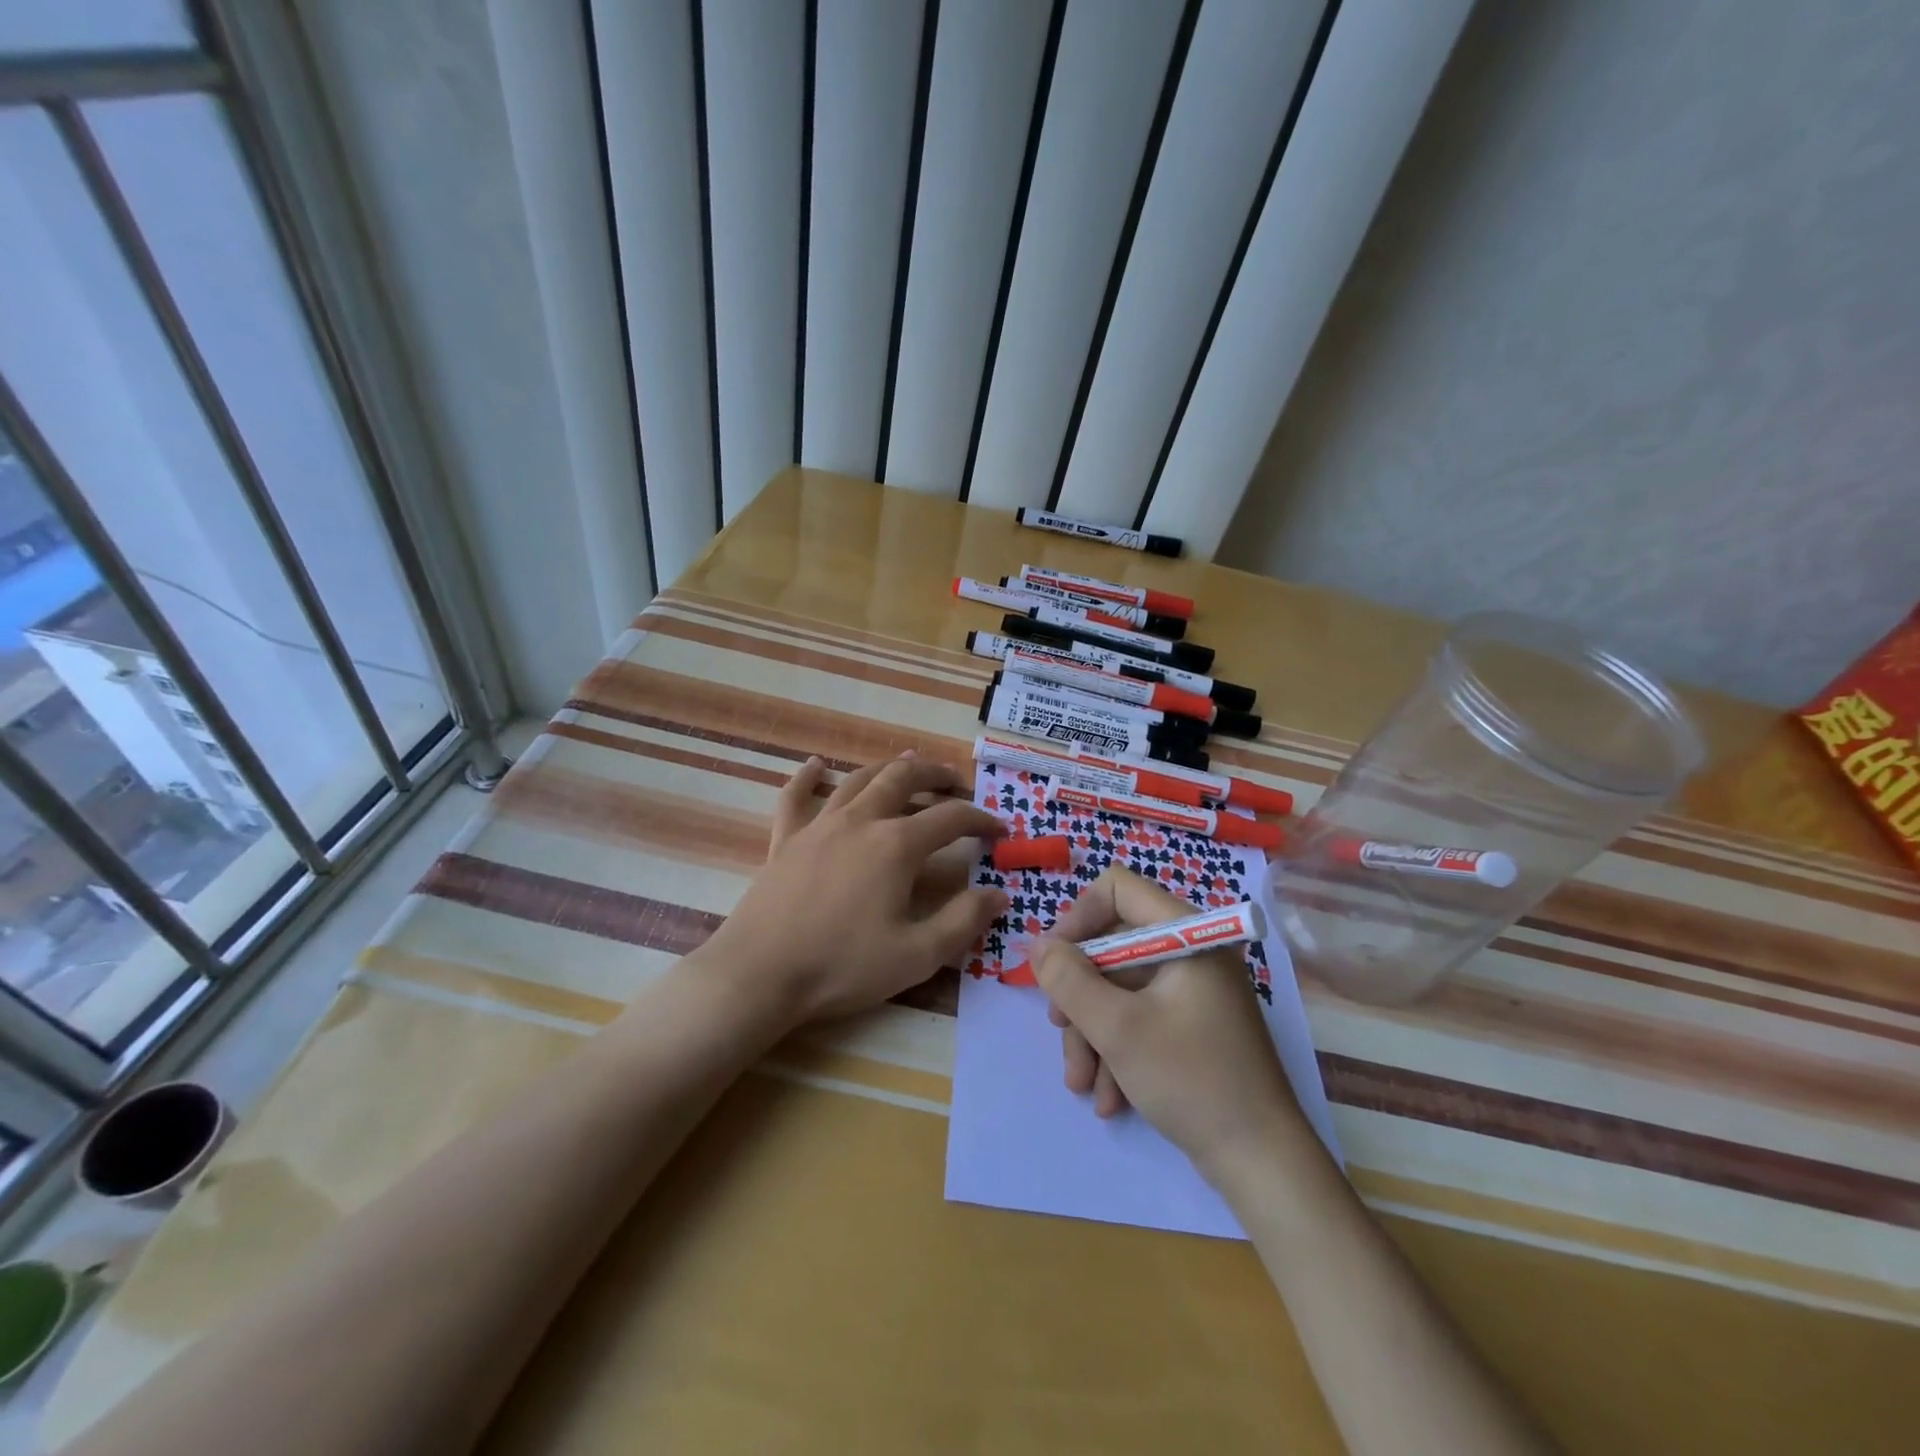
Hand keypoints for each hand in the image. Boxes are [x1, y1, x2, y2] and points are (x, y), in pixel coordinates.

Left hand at [701, 752, 1007, 1024]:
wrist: (760, 975)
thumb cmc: (842, 966)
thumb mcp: (916, 954)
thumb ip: (963, 920)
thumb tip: (999, 892)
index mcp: (896, 845)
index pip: (950, 818)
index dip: (980, 819)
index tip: (999, 829)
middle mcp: (860, 821)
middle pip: (903, 779)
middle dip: (934, 774)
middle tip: (955, 779)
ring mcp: (819, 826)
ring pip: (858, 780)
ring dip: (888, 768)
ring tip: (908, 763)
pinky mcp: (785, 840)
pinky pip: (796, 797)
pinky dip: (808, 777)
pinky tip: (817, 765)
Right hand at [1032, 867, 1302, 1180]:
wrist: (1262, 1165)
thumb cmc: (1191, 1081)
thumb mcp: (1117, 1029)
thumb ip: (1069, 980)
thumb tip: (1039, 945)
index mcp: (1187, 936)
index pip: (1118, 890)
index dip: (1078, 917)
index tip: (1054, 961)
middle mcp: (1191, 954)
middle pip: (1113, 948)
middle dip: (1081, 996)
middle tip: (1061, 1032)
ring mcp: (1194, 992)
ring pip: (1121, 990)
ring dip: (1093, 1034)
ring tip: (1082, 1084)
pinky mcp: (1193, 1027)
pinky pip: (1140, 1018)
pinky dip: (1117, 1050)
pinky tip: (1109, 1097)